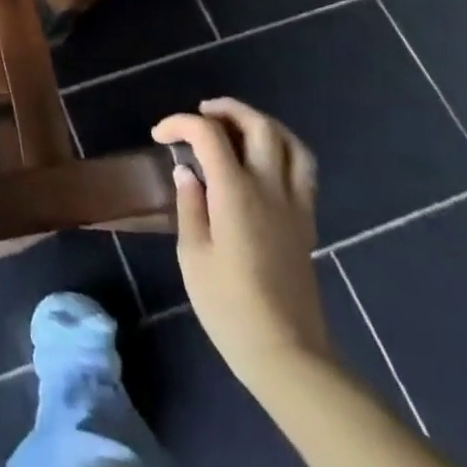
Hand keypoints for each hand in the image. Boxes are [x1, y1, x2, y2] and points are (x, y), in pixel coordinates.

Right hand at [152, 99, 328, 385]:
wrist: (287, 356)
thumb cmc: (229, 306)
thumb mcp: (193, 255)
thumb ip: (190, 205)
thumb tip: (187, 171)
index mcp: (235, 192)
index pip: (208, 134)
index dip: (180, 123)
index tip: (160, 136)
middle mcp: (269, 188)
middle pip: (258, 126)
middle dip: (227, 110)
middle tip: (202, 114)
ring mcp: (294, 205)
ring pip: (290, 143)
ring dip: (261, 124)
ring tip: (237, 128)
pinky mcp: (307, 224)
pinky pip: (303, 170)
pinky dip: (283, 150)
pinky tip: (261, 163)